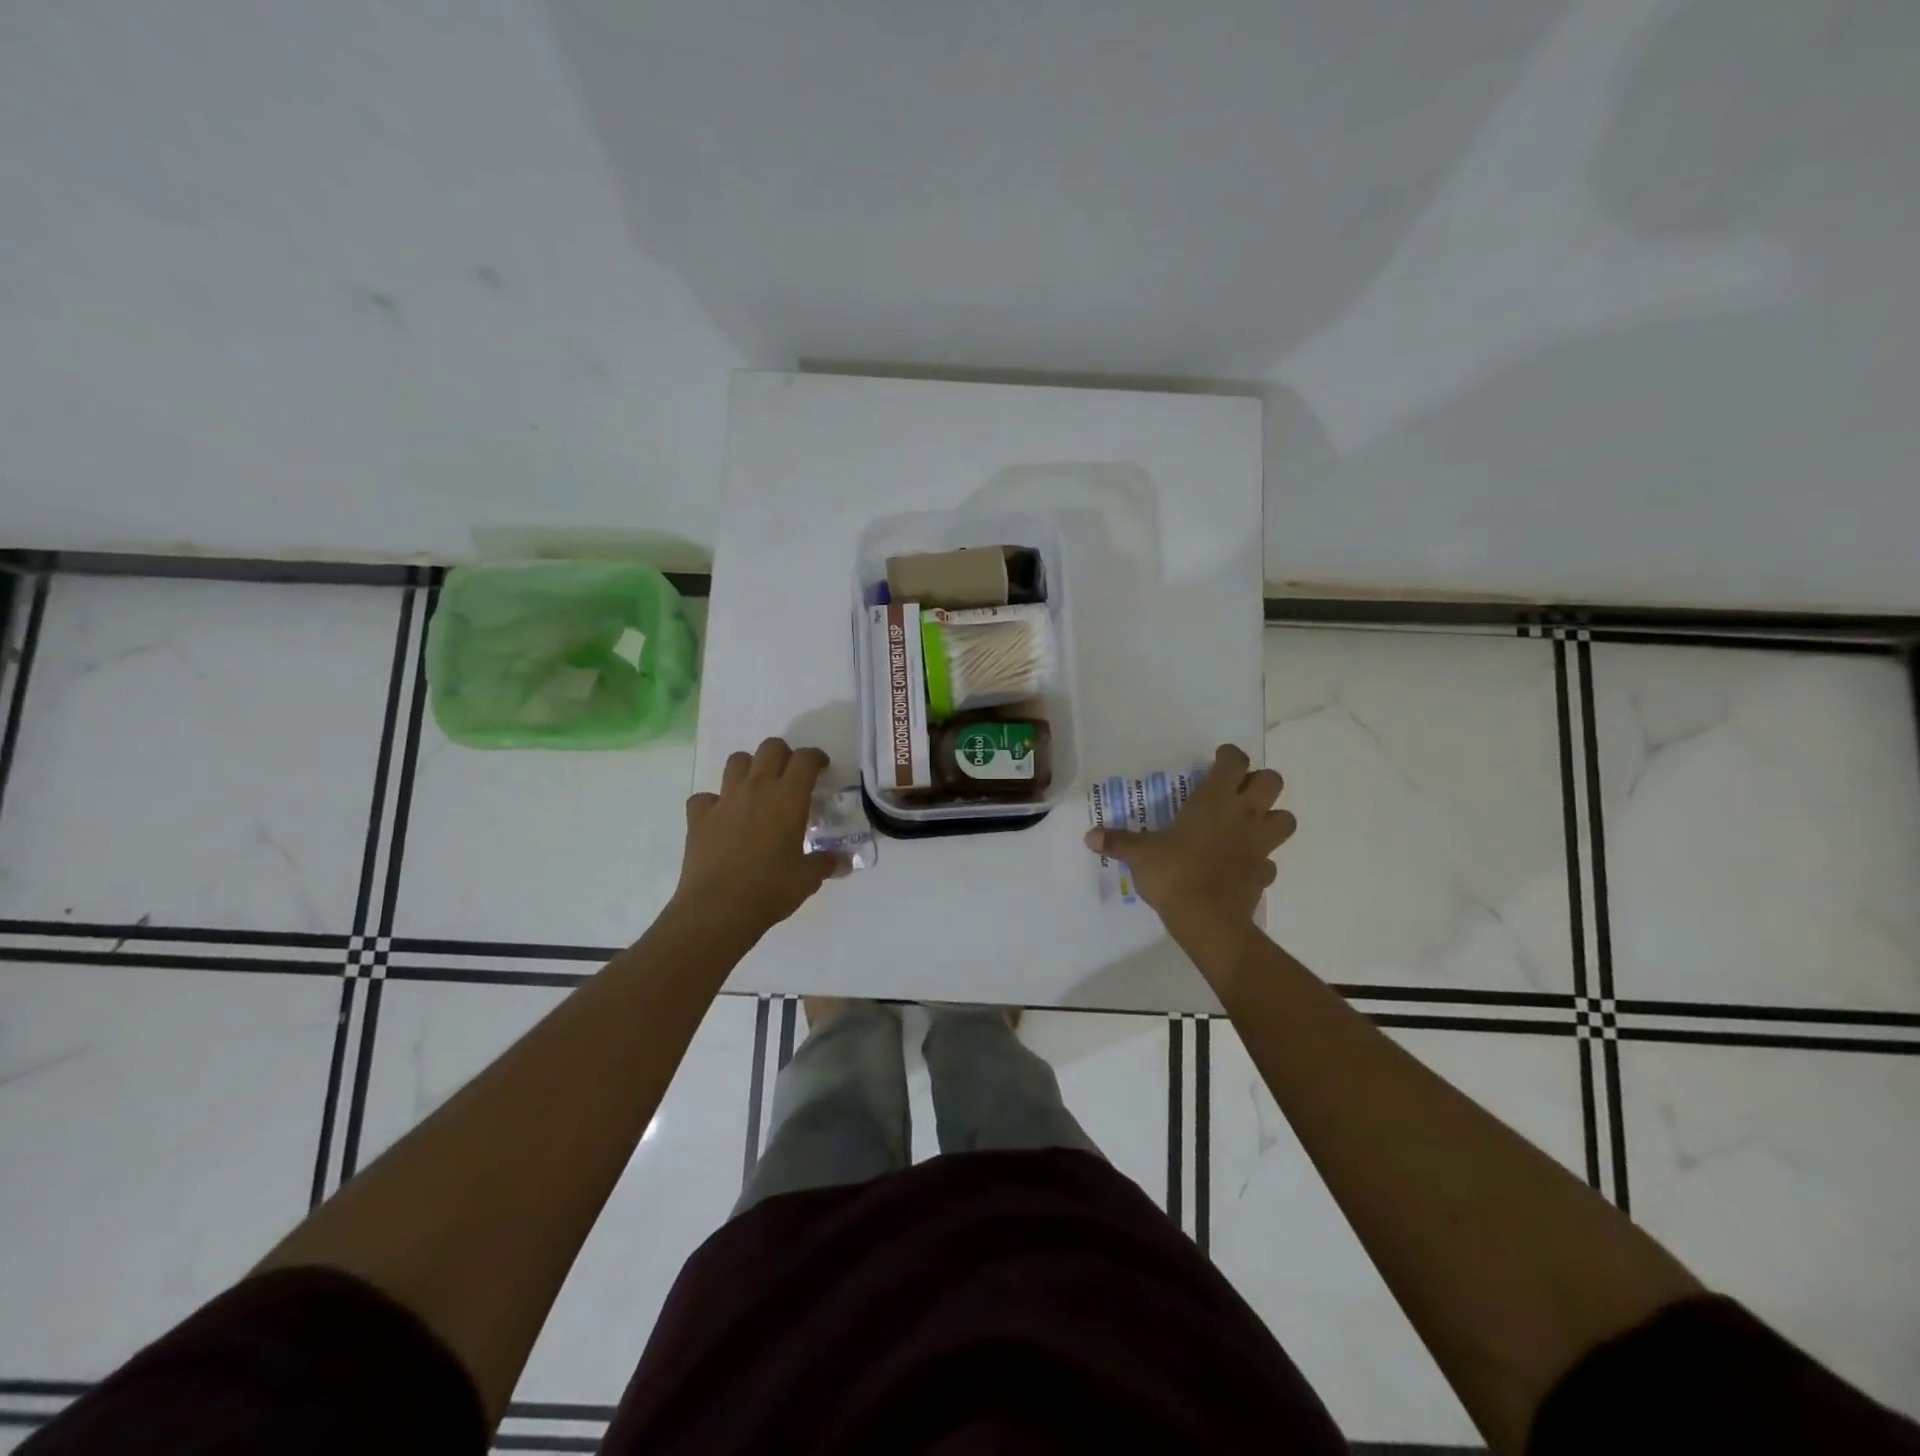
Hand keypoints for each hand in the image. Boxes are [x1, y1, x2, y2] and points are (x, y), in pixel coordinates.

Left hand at [675, 738, 845, 933]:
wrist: (718, 909)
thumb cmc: (770, 889)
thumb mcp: (808, 878)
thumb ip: (826, 863)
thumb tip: (844, 862)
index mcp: (788, 797)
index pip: (805, 759)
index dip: (816, 758)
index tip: (821, 769)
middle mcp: (757, 788)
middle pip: (771, 748)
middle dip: (784, 755)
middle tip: (790, 777)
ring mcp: (724, 800)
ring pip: (737, 761)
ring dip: (750, 768)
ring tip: (757, 790)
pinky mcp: (698, 817)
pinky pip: (705, 797)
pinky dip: (714, 802)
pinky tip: (722, 818)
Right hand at [1083, 744, 1295, 926]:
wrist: (1207, 920)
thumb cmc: (1173, 874)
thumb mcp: (1139, 855)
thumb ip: (1117, 841)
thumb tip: (1089, 836)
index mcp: (1214, 800)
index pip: (1235, 761)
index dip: (1230, 755)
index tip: (1218, 759)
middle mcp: (1243, 815)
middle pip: (1273, 782)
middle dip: (1259, 782)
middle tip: (1237, 791)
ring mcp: (1259, 845)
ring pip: (1286, 819)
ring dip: (1272, 818)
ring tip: (1248, 825)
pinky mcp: (1264, 873)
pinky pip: (1270, 861)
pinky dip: (1260, 860)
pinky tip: (1241, 865)